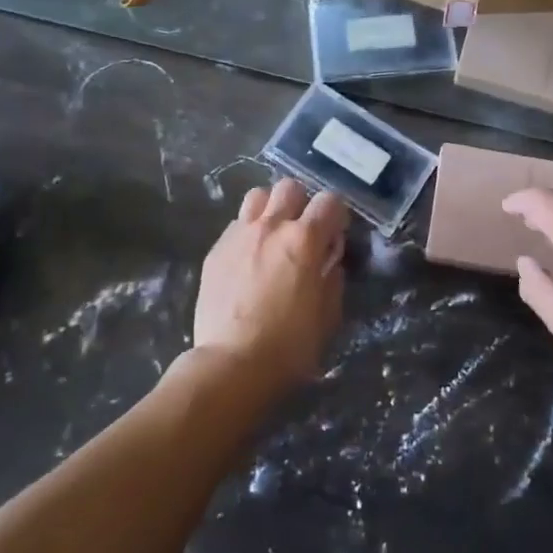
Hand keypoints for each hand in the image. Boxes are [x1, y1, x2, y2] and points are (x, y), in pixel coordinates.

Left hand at [192, 178, 348, 393]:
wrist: (231, 364)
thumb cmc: (289, 345)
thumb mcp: (328, 315)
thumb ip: (332, 278)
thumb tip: (329, 260)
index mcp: (304, 239)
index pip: (329, 201)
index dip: (337, 214)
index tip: (335, 234)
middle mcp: (271, 227)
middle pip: (290, 187)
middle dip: (302, 203)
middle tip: (303, 230)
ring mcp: (239, 235)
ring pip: (257, 196)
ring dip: (270, 209)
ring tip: (272, 234)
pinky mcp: (215, 251)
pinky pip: (235, 225)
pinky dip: (247, 232)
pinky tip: (248, 258)